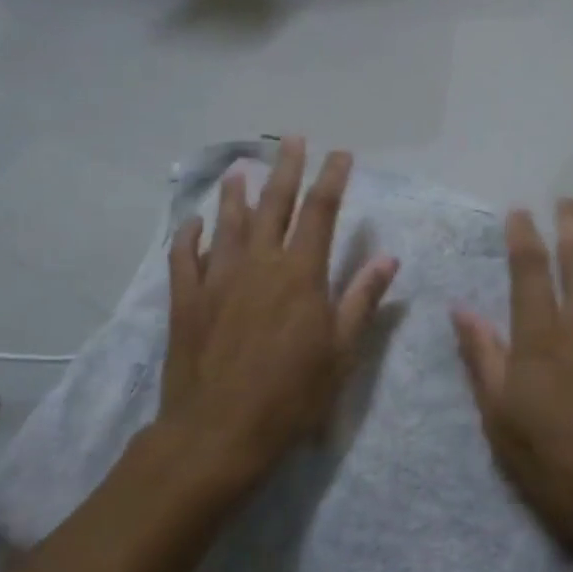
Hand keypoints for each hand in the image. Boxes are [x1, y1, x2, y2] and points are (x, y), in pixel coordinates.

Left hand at [159, 137, 397, 482]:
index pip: (321, 211)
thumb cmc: (291, 395)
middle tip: (291, 139)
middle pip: (274, 204)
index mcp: (301, 273)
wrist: (219, 432)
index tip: (340, 154)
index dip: (332, 178)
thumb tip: (388, 258)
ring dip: (235, 195)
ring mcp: (217, 278)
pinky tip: (192, 224)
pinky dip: (189, 237)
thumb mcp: (341, 351)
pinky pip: (184, 258)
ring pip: (228, 224)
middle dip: (286, 168)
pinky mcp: (186, 300)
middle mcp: (258, 263)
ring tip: (238, 170)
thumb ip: (362, 299)